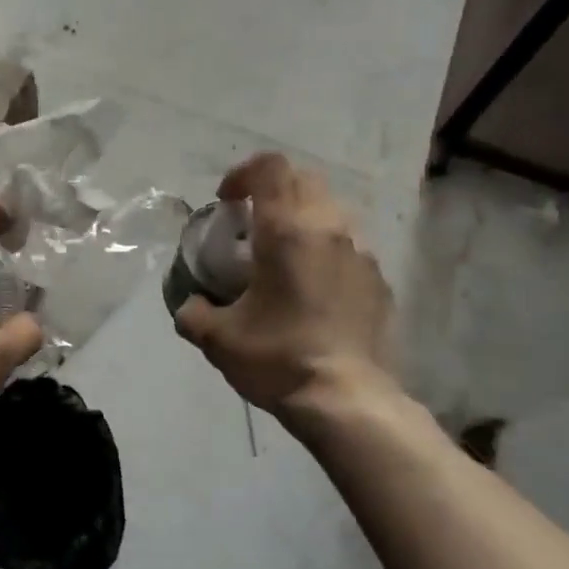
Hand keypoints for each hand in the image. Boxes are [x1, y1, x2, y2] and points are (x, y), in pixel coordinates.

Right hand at [173, 153, 392, 432]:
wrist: (347, 400)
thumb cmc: (279, 358)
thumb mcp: (219, 339)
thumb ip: (194, 313)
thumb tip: (190, 305)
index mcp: (287, 230)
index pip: (270, 168)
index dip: (243, 173)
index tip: (227, 201)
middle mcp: (328, 228)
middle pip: (303, 180)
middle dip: (273, 191)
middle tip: (251, 224)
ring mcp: (360, 252)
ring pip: (330, 210)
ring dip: (302, 218)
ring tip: (283, 256)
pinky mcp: (379, 279)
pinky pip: (349, 245)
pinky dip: (325, 249)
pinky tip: (313, 288)